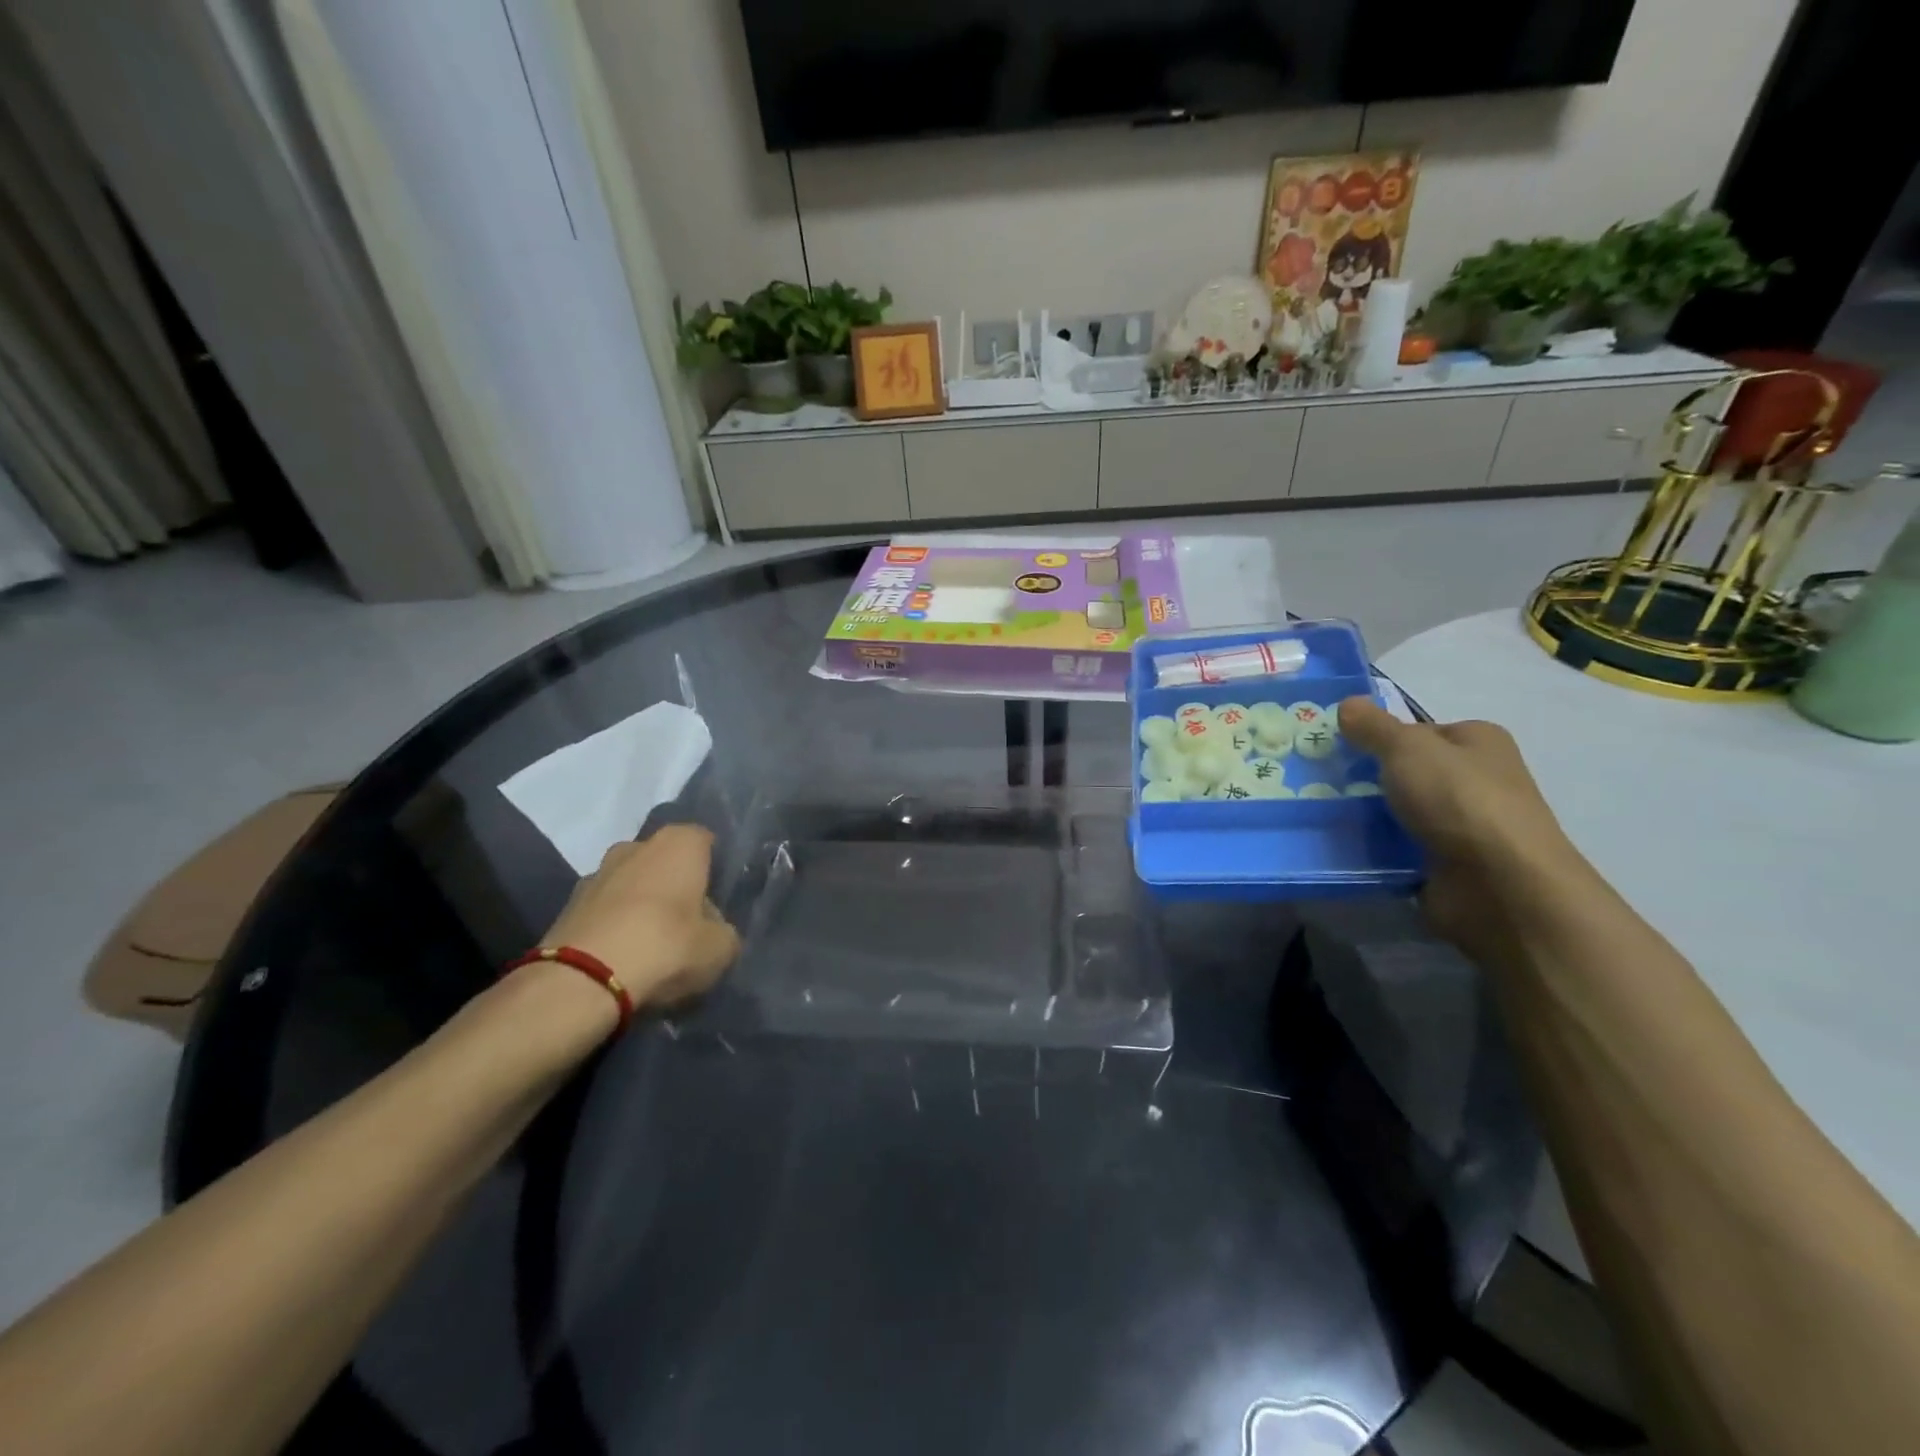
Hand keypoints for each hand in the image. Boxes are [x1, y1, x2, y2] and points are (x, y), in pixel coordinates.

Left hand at [539, 825, 740, 1009]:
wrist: (582, 981)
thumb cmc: (666, 946)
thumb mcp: (720, 947)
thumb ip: (723, 930)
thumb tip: (712, 928)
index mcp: (678, 843)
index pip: (705, 841)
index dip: (714, 868)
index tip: (720, 897)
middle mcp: (635, 846)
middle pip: (664, 861)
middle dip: (674, 884)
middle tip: (687, 920)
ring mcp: (596, 873)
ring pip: (631, 884)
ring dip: (641, 904)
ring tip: (651, 943)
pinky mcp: (567, 906)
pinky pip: (604, 910)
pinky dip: (614, 925)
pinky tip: (622, 956)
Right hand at [1337, 696, 1589, 953]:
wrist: (1499, 884)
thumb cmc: (1459, 800)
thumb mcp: (1407, 748)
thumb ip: (1373, 726)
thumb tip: (1347, 703)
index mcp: (1478, 742)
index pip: (1419, 731)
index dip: (1379, 736)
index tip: (1338, 747)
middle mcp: (1476, 779)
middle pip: (1408, 771)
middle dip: (1367, 776)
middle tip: (1321, 779)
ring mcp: (1464, 824)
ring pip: (1400, 810)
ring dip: (1366, 814)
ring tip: (1319, 812)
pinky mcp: (1449, 863)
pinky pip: (1399, 847)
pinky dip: (1374, 847)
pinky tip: (1342, 845)